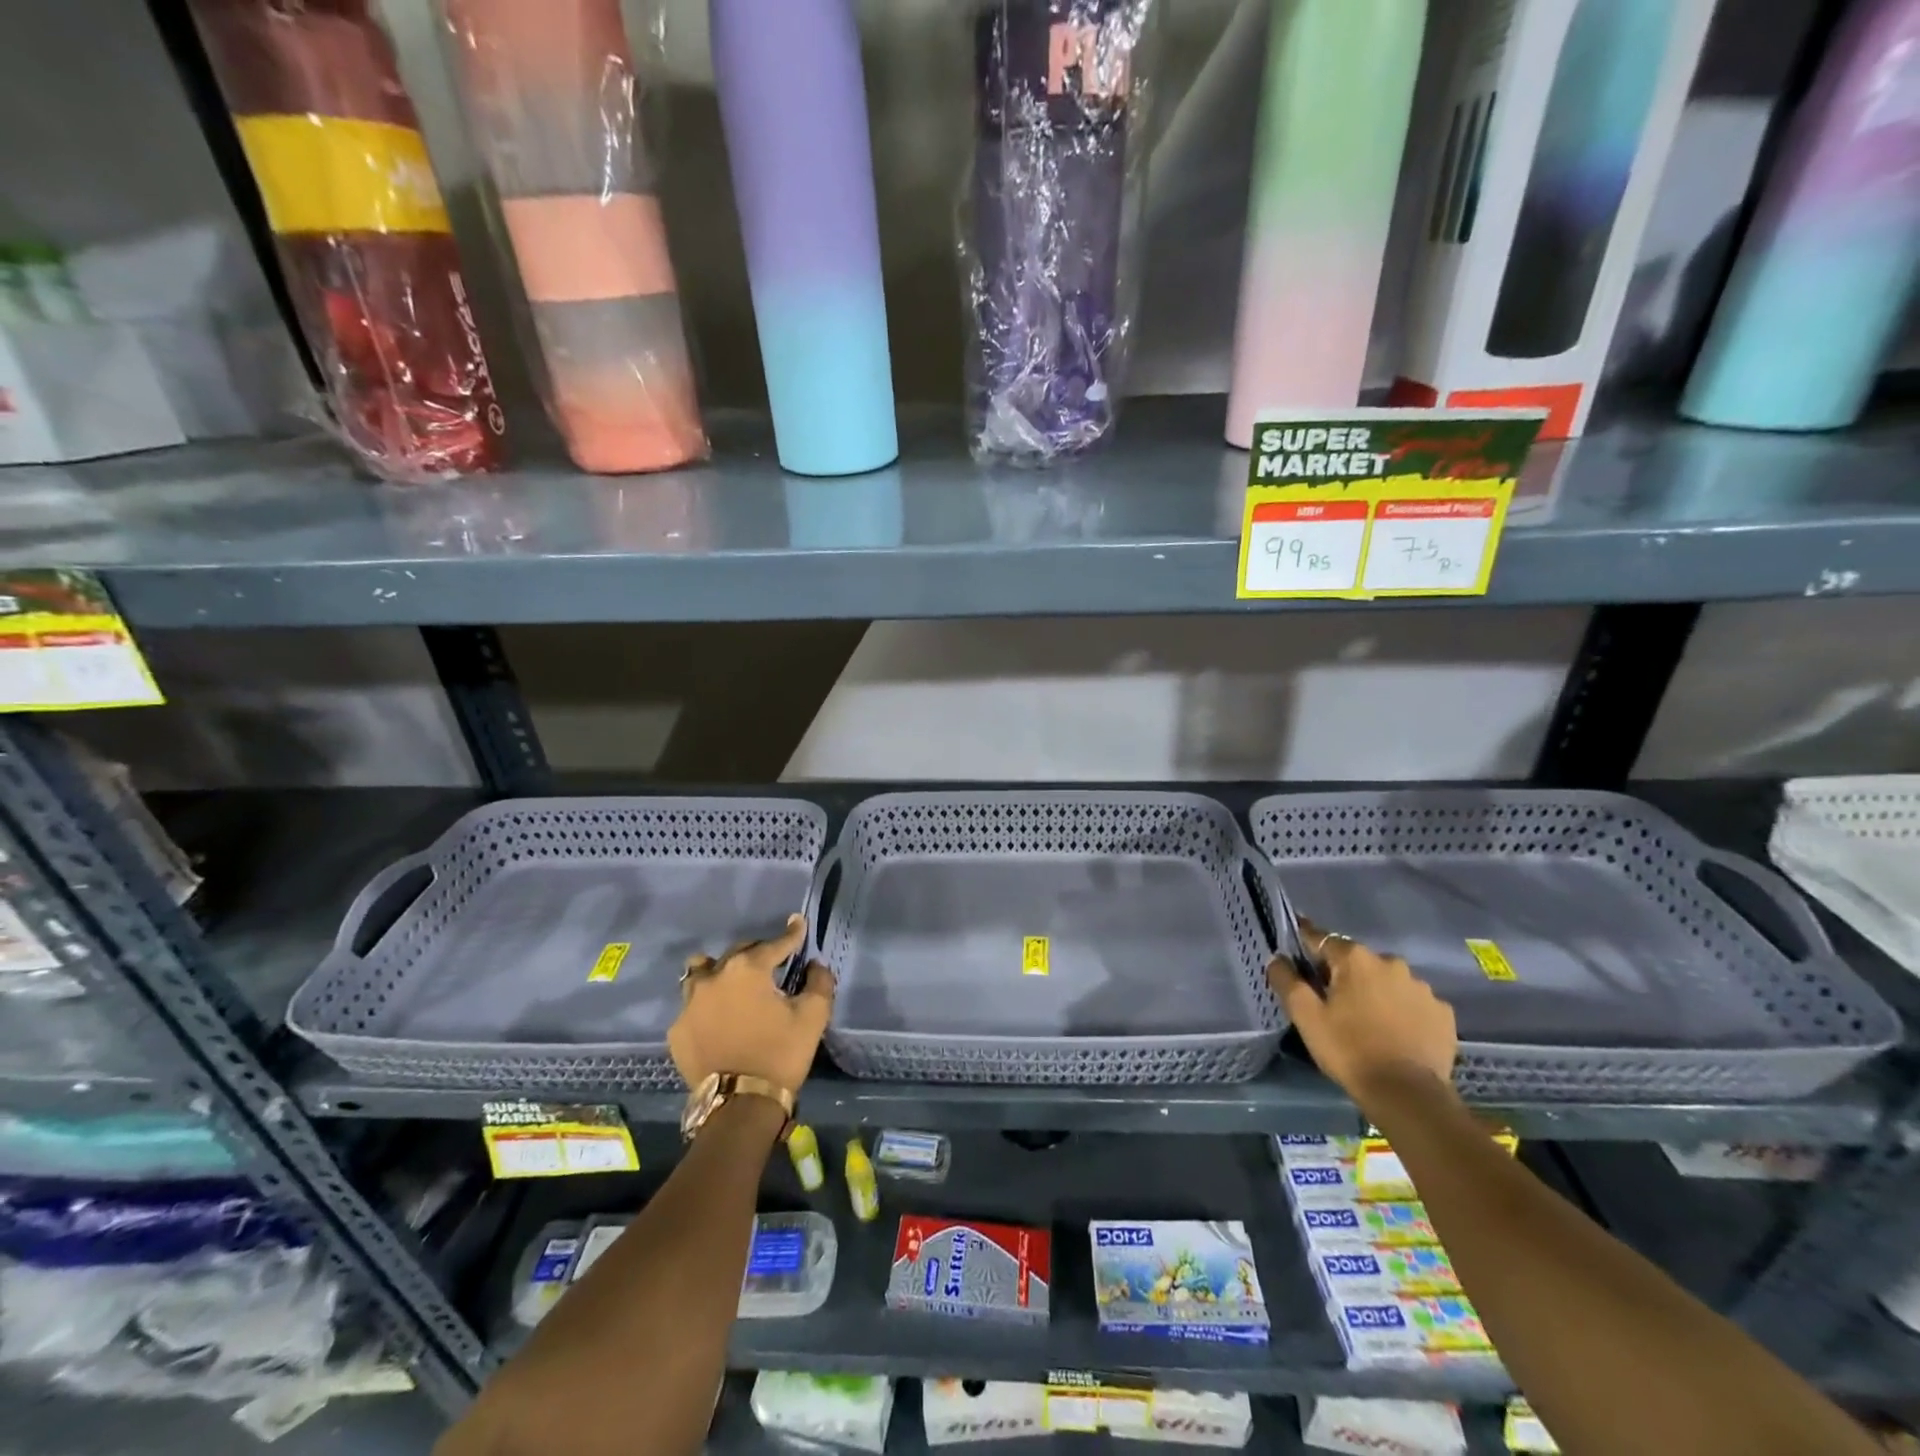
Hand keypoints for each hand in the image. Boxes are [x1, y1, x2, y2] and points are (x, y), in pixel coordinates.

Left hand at [669, 915, 834, 1093]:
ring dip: (720, 970)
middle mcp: (713, 976)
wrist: (740, 1106)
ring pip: (702, 971)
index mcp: (748, 968)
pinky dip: (707, 1004)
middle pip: (739, 952)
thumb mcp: (813, 1016)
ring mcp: (689, 1003)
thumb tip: (814, 965)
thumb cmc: (780, 1054)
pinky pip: (692, 1004)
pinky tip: (719, 1017)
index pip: (775, 943)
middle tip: (773, 964)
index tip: (798, 924)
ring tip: (733, 982)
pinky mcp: (678, 1029)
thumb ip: (819, 982)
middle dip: (758, 953)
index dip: (792, 934)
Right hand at [1268, 920, 1456, 1107]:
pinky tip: (1396, 1033)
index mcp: (1355, 958)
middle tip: (1333, 1002)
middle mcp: (1391, 963)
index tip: (1296, 953)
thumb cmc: (1348, 1049)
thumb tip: (1277, 958)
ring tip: (1367, 1021)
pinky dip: (1402, 1011)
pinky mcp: (1443, 1014)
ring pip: (1388, 981)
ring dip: (1375, 992)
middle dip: (1344, 974)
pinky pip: (1414, 1003)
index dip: (1306, 945)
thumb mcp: (1305, 1016)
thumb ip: (1287, 981)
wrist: (1407, 1095)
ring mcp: (1422, 988)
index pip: (1321, 938)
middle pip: (1357, 961)